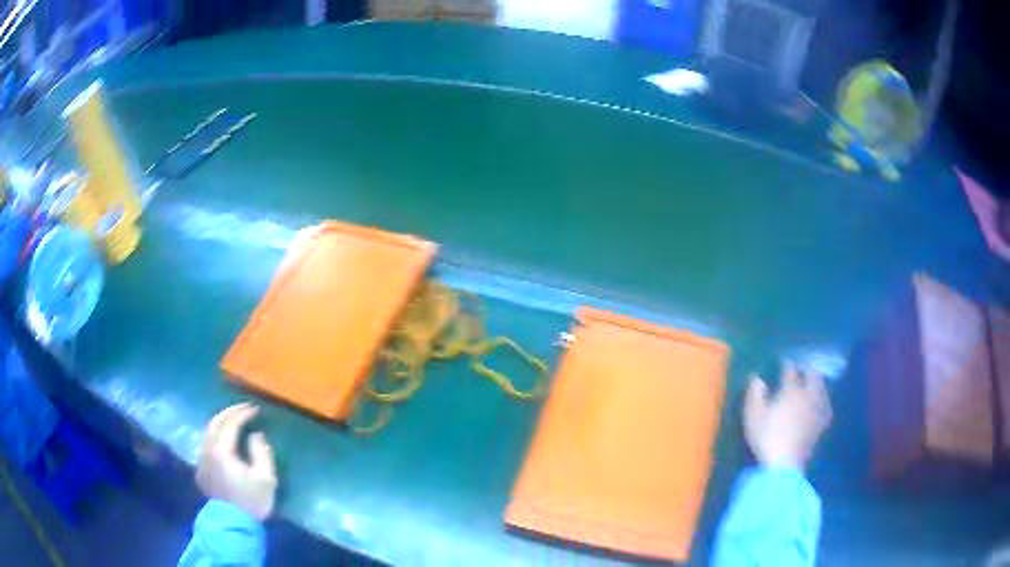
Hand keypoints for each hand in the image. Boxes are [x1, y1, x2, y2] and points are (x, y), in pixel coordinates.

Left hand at [196, 403, 276, 519]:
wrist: (233, 525)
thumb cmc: (252, 502)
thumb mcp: (265, 479)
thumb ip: (261, 452)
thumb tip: (256, 435)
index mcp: (222, 451)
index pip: (230, 424)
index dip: (242, 413)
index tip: (255, 409)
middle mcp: (208, 451)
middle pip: (214, 423)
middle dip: (229, 412)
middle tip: (244, 408)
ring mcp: (202, 460)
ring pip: (207, 432)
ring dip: (220, 422)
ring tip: (234, 420)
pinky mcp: (201, 470)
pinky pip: (206, 444)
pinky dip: (215, 435)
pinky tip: (224, 440)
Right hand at [744, 365, 832, 468]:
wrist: (784, 464)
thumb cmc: (766, 436)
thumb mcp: (753, 415)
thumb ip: (755, 393)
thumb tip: (757, 378)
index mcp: (792, 390)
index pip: (791, 371)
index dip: (787, 365)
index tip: (784, 363)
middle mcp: (809, 395)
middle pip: (813, 376)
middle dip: (807, 370)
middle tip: (802, 370)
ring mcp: (818, 410)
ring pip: (822, 389)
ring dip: (818, 383)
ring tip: (813, 384)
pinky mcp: (822, 425)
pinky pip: (826, 407)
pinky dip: (824, 401)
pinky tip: (822, 404)